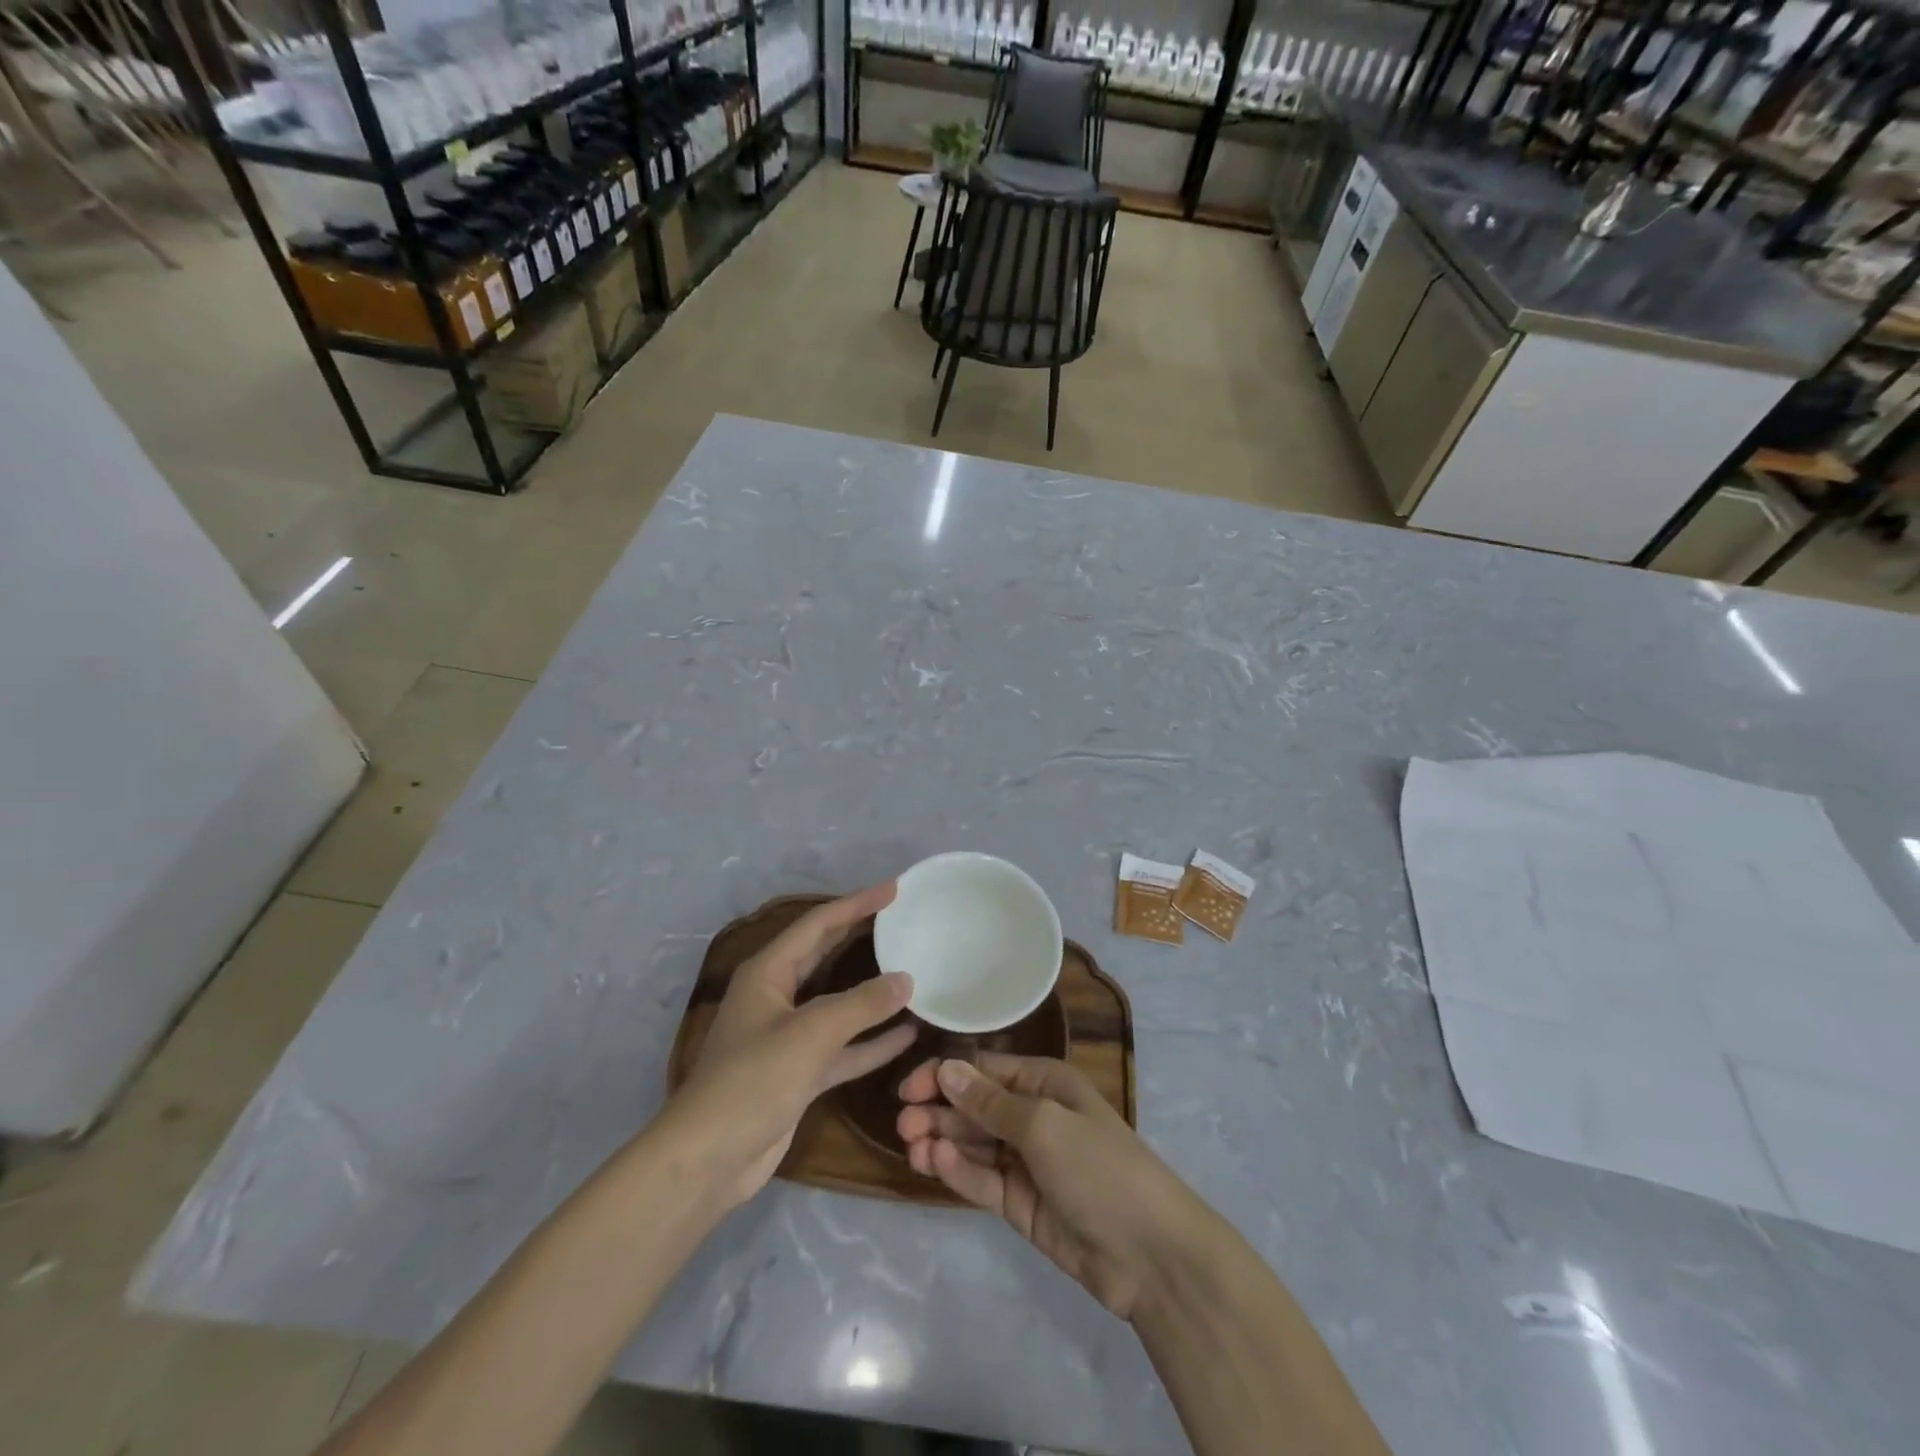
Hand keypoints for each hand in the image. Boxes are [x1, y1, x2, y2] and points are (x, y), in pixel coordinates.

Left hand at [668, 884, 916, 1207]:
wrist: (709, 1160)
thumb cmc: (753, 1081)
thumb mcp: (811, 1035)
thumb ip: (861, 1005)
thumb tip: (906, 980)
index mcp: (768, 972)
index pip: (818, 924)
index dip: (856, 904)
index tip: (894, 889)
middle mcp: (778, 997)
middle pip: (826, 955)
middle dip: (862, 936)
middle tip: (904, 920)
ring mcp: (789, 1037)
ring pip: (839, 1003)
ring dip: (872, 992)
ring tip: (913, 971)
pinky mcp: (801, 1072)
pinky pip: (844, 1046)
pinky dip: (872, 1040)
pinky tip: (908, 1034)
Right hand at [897, 1054, 1208, 1320]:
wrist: (1148, 1253)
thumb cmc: (1099, 1167)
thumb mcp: (1044, 1125)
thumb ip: (990, 1103)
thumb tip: (946, 1068)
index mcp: (1044, 1083)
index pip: (984, 1070)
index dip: (945, 1075)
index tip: (908, 1088)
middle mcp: (1032, 1115)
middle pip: (974, 1107)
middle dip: (938, 1111)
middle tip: (903, 1124)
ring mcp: (1026, 1161)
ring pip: (972, 1144)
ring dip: (941, 1141)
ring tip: (912, 1147)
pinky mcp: (1020, 1202)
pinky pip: (982, 1179)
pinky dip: (958, 1172)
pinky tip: (934, 1165)